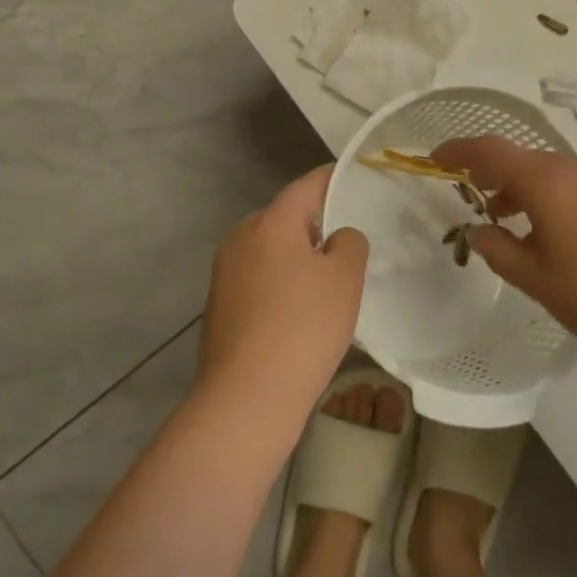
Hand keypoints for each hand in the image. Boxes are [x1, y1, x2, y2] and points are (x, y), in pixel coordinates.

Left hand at [197, 166, 367, 422]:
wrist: (246, 399)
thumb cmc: (303, 327)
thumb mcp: (344, 278)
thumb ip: (349, 243)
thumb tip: (336, 238)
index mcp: (270, 223)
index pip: (306, 186)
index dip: (333, 179)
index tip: (356, 177)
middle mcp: (241, 239)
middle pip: (286, 219)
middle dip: (317, 225)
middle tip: (350, 240)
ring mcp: (225, 274)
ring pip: (272, 252)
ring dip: (299, 258)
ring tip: (331, 280)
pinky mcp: (220, 307)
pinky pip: (260, 281)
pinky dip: (282, 285)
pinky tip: (302, 314)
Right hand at [432, 136, 576, 371]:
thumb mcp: (538, 280)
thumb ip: (499, 250)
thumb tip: (478, 230)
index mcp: (550, 181)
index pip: (491, 151)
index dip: (459, 150)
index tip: (437, 159)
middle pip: (525, 160)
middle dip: (495, 176)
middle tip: (479, 204)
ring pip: (555, 172)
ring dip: (528, 189)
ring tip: (518, 225)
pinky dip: (558, 196)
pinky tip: (563, 234)